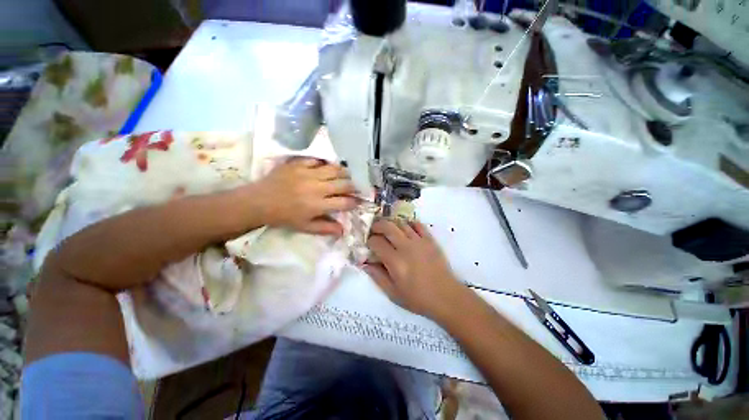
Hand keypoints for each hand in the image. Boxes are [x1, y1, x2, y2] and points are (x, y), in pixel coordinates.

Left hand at [253, 158, 357, 235]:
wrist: (259, 201)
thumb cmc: (284, 217)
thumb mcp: (305, 227)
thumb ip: (325, 228)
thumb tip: (343, 230)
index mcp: (318, 205)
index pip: (344, 202)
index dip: (354, 202)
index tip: (358, 201)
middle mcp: (317, 187)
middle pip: (343, 184)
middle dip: (353, 186)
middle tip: (354, 188)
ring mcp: (308, 173)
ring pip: (334, 169)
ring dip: (344, 173)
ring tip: (345, 176)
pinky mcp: (298, 164)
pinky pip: (318, 160)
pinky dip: (325, 164)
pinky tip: (327, 168)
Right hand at [364, 219, 465, 320]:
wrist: (446, 296)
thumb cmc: (418, 298)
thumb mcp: (393, 293)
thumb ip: (377, 276)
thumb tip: (364, 263)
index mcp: (395, 261)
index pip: (376, 242)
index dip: (369, 241)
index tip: (369, 245)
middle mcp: (406, 247)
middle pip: (387, 226)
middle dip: (377, 226)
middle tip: (374, 230)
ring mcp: (419, 241)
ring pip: (401, 223)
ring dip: (391, 224)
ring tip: (388, 230)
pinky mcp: (430, 240)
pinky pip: (418, 224)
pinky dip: (409, 223)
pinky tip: (406, 229)